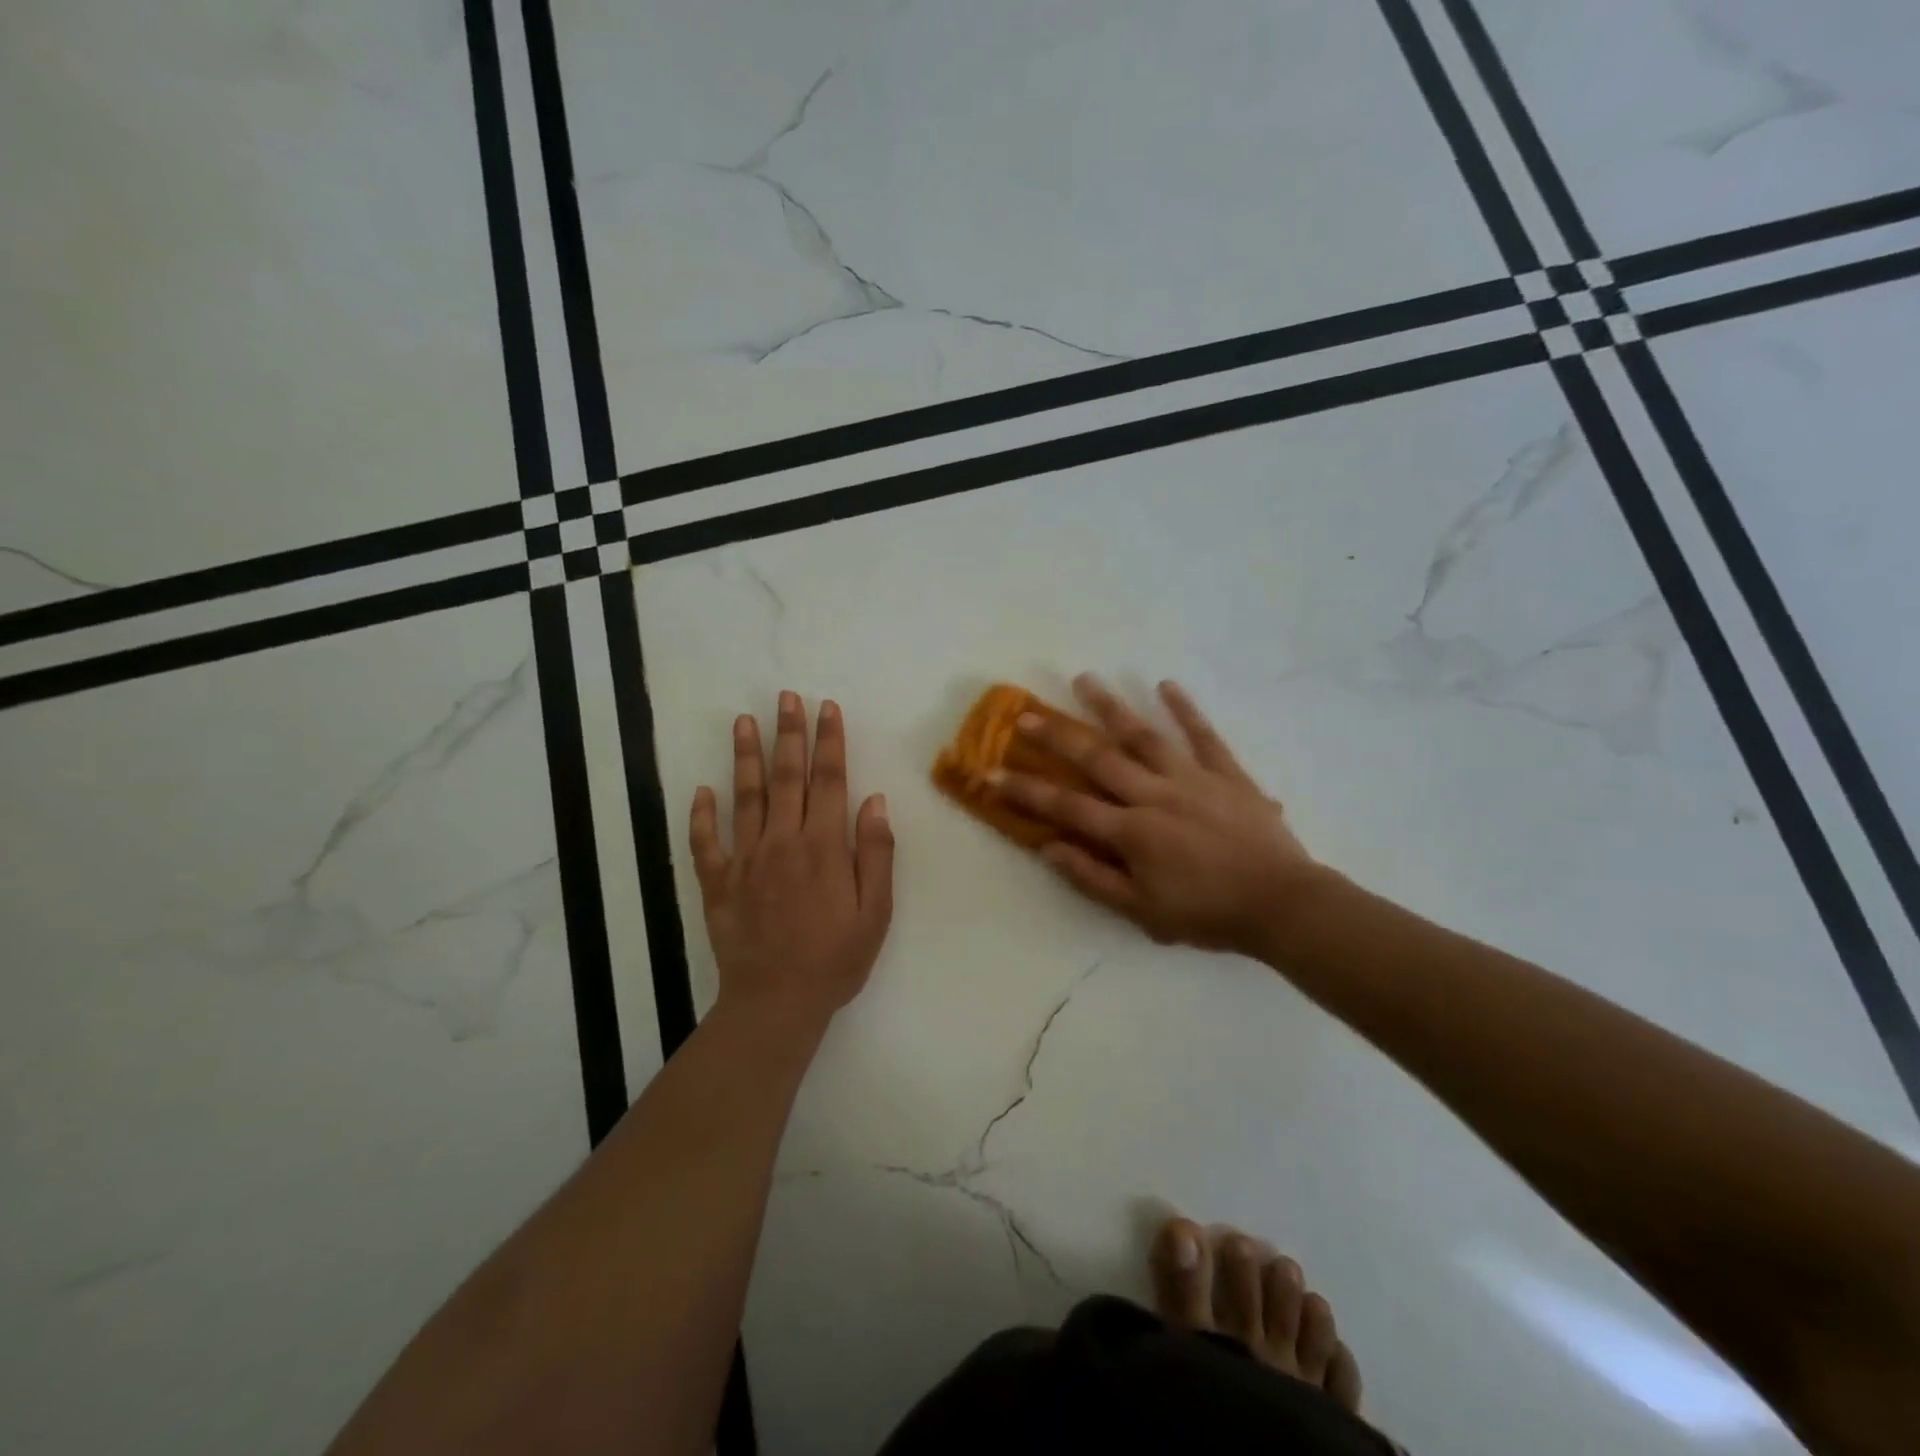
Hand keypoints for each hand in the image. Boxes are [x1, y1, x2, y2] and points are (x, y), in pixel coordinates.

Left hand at [690, 692, 893, 1027]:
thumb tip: (874, 801)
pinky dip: (701, 815)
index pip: (829, 781)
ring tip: (743, 721)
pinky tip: (701, 790)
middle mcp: (783, 842)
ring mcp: (745, 860)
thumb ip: (875, 853)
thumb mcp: (875, 912)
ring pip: (744, 797)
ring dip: (744, 756)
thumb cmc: (835, 959)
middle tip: (785, 697)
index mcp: (824, 847)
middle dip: (788, 734)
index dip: (829, 741)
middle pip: (786, 777)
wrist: (776, 1003)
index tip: (826, 708)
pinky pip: (704, 843)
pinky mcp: (717, 883)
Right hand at [995, 676, 1317, 956]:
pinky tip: (1167, 685)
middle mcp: (1154, 794)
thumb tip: (1049, 847)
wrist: (1282, 906)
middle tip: (1027, 713)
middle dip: (1058, 736)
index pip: (1067, 806)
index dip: (1026, 790)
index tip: (992, 771)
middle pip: (1098, 759)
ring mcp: (1192, 778)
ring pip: (1144, 735)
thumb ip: (1093, 878)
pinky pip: (1203, 736)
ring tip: (1085, 679)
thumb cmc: (1208, 913)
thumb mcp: (1142, 911)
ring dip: (1111, 707)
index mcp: (1132, 831)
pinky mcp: (1226, 773)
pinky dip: (1186, 710)